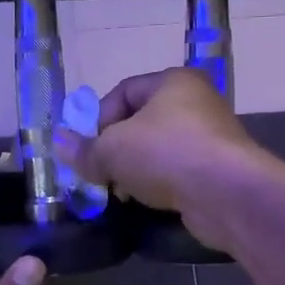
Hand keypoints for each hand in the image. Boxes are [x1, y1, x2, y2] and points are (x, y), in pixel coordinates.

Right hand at [67, 68, 268, 252]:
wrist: (227, 194)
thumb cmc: (166, 155)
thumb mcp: (113, 150)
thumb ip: (84, 149)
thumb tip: (58, 143)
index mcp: (173, 82)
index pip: (123, 92)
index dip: (98, 120)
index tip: (87, 150)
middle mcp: (195, 103)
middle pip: (140, 123)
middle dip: (115, 150)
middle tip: (99, 175)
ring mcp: (210, 138)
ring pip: (158, 151)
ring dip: (135, 171)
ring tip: (121, 193)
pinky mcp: (217, 171)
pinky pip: (177, 173)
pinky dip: (159, 185)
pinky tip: (148, 202)